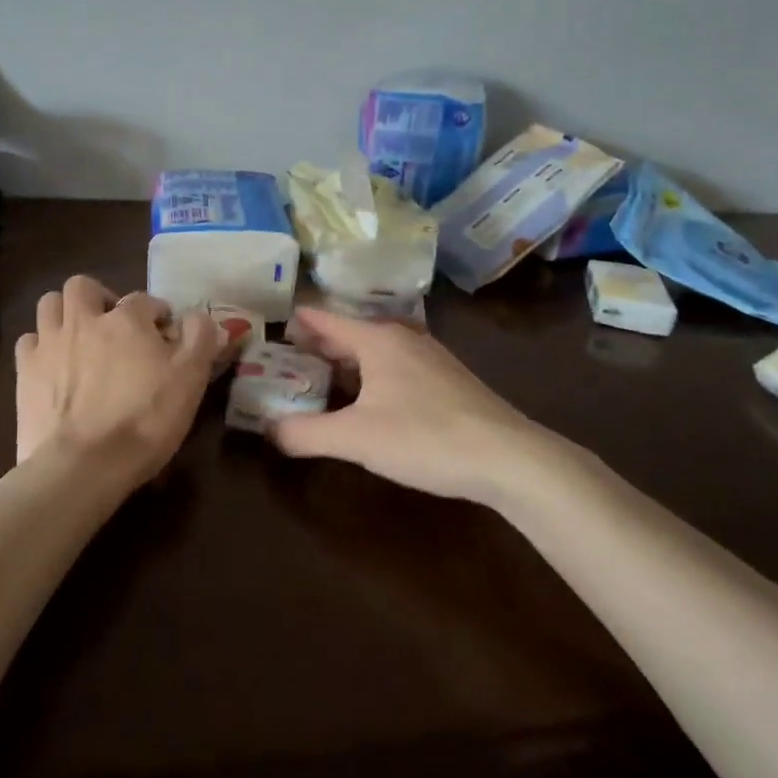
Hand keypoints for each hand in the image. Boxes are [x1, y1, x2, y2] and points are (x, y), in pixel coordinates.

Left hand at [14, 275, 222, 488]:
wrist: (83, 466)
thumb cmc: (144, 420)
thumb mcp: (190, 380)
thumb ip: (200, 339)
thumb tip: (201, 317)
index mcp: (126, 319)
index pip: (144, 300)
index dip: (157, 315)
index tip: (164, 336)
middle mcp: (83, 320)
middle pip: (83, 286)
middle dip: (99, 297)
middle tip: (112, 324)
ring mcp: (49, 344)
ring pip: (50, 304)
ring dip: (65, 313)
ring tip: (80, 337)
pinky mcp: (24, 372)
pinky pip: (29, 341)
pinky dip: (41, 345)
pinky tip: (53, 364)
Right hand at [268, 308, 561, 502]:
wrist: (508, 458)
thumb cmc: (425, 437)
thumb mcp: (355, 439)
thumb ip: (305, 434)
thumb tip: (269, 431)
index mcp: (377, 340)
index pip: (326, 319)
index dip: (298, 322)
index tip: (273, 326)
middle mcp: (403, 338)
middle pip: (351, 333)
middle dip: (319, 344)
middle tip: (287, 358)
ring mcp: (431, 358)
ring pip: (376, 350)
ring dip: (347, 360)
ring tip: (322, 377)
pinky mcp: (449, 380)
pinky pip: (397, 365)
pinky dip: (372, 374)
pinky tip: (371, 399)